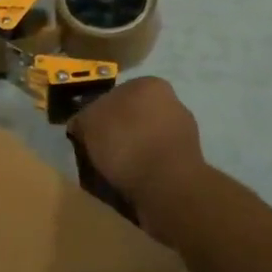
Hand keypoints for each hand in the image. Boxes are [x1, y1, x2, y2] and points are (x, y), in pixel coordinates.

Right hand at [66, 77, 205, 244]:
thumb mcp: (89, 123)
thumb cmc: (127, 143)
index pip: (115, 94)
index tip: (88, 135)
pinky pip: (157, 163)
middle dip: (118, 134)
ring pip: (146, 140)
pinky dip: (145, 171)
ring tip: (115, 175)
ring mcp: (184, 132)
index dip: (98, 116)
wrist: (168, 186)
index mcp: (150, 84)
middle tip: (99, 155)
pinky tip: (133, 184)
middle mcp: (172, 102)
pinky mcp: (189, 162)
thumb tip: (82, 124)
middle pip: (133, 117)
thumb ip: (83, 117)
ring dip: (133, 154)